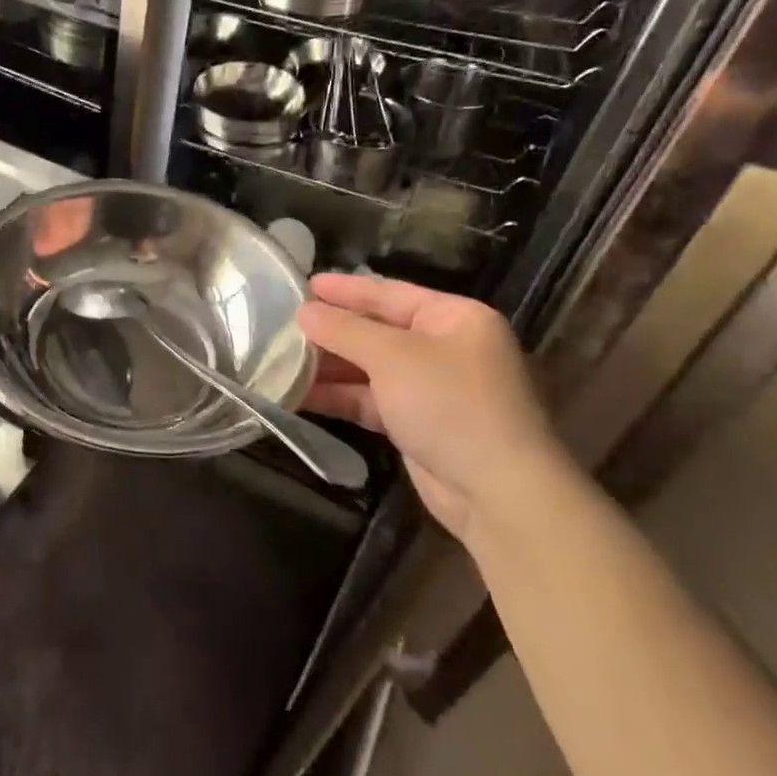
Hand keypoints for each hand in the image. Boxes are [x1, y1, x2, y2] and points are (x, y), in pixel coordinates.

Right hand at [296, 273, 572, 542]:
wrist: (496, 491)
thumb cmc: (450, 404)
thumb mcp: (392, 356)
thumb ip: (344, 329)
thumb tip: (303, 311)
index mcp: (454, 318)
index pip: (390, 293)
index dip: (346, 289)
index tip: (304, 284)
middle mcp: (445, 348)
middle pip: (377, 331)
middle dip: (331, 330)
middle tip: (283, 323)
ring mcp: (432, 388)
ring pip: (369, 368)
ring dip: (328, 366)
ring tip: (280, 359)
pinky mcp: (417, 424)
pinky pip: (370, 400)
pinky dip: (339, 396)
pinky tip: (298, 394)